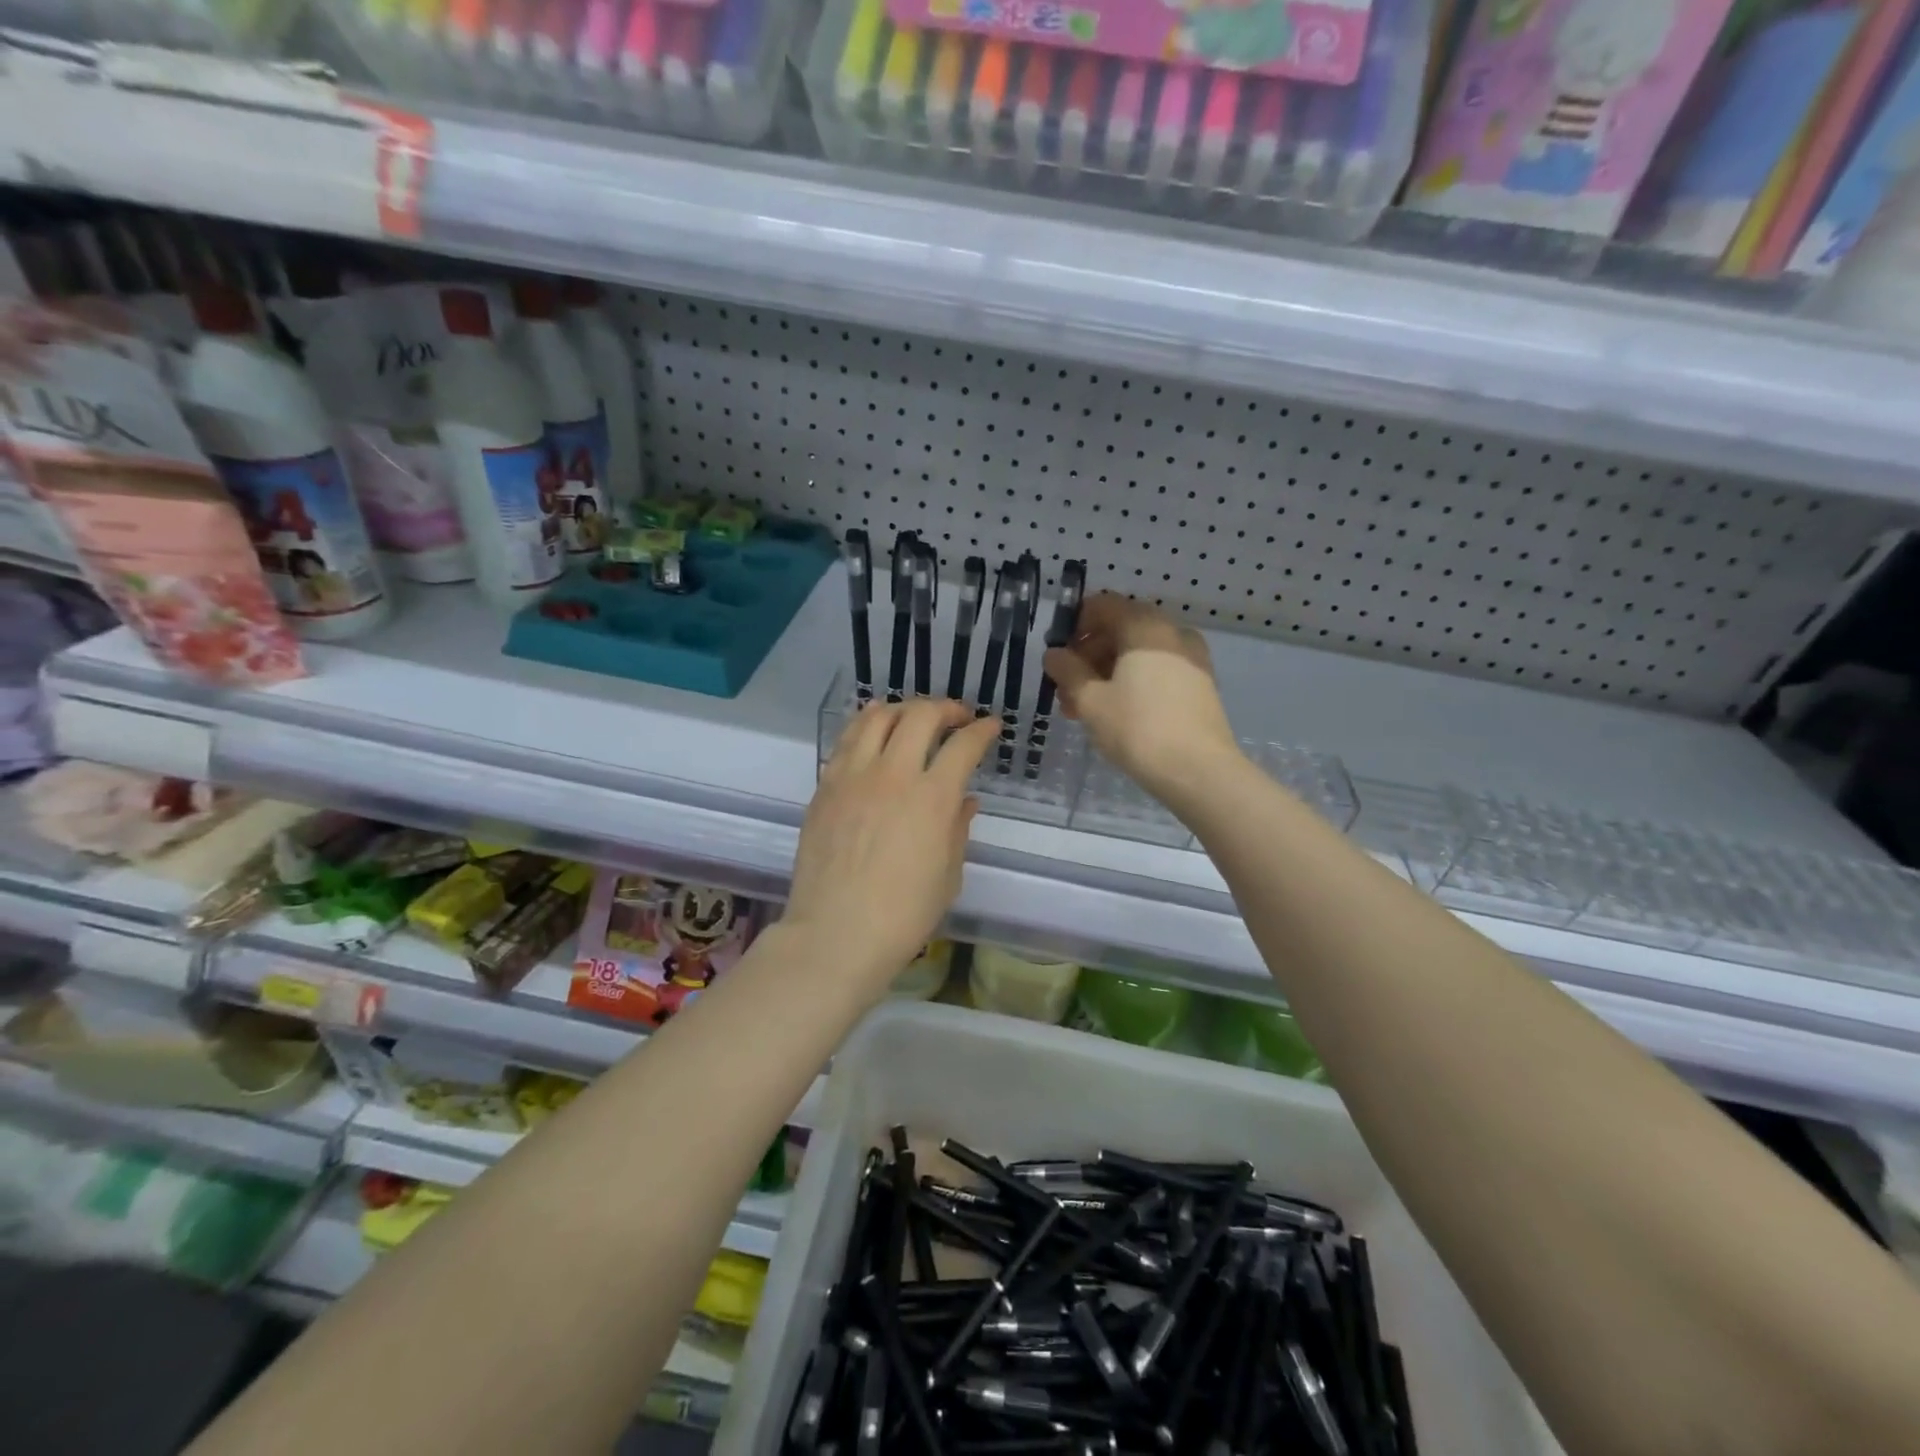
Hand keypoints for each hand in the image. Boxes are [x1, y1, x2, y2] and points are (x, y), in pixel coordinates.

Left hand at [785, 698, 999, 994]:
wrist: (836, 934)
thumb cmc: (903, 915)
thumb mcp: (948, 875)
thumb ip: (957, 828)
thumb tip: (964, 800)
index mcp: (932, 798)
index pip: (963, 745)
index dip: (982, 730)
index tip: (990, 726)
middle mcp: (893, 774)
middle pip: (920, 716)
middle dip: (946, 708)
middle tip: (957, 718)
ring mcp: (853, 776)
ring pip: (877, 716)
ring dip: (903, 709)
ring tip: (914, 718)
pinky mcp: (825, 786)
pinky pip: (847, 740)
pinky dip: (868, 726)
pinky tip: (875, 736)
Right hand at [1042, 593, 1240, 806]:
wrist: (1198, 771)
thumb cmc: (1137, 728)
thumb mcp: (1090, 700)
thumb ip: (1067, 671)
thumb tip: (1054, 654)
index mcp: (1145, 626)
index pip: (1104, 605)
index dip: (1075, 624)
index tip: (1059, 654)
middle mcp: (1172, 633)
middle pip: (1122, 630)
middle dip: (1089, 656)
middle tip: (1067, 689)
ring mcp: (1192, 659)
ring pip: (1139, 654)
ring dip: (1108, 673)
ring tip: (1084, 708)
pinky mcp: (1200, 686)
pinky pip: (1159, 671)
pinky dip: (1134, 683)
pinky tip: (1116, 714)